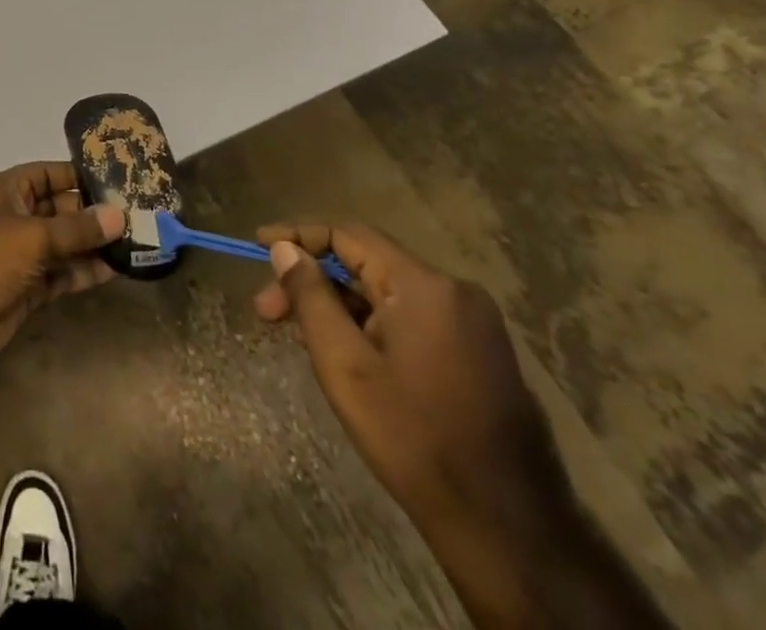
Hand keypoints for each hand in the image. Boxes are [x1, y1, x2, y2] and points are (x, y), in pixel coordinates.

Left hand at [0, 162, 123, 370]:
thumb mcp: (31, 236)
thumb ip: (76, 229)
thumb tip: (119, 215)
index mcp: (7, 191)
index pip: (49, 174)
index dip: (80, 175)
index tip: (120, 179)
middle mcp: (15, 217)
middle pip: (61, 209)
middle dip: (95, 214)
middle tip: (140, 216)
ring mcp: (21, 255)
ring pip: (65, 244)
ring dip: (95, 245)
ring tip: (137, 243)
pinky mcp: (28, 289)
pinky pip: (62, 274)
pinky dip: (85, 272)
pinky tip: (117, 270)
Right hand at [254, 224, 577, 607]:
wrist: (508, 530)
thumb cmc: (414, 438)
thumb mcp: (344, 365)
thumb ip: (310, 297)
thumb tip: (284, 249)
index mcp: (425, 286)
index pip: (347, 235)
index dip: (297, 236)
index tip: (257, 246)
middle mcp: (455, 291)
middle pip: (366, 264)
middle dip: (313, 282)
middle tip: (267, 312)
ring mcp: (473, 324)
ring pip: (386, 293)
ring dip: (339, 306)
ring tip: (300, 338)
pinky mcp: (479, 353)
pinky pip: (410, 318)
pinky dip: (370, 325)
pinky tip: (345, 353)